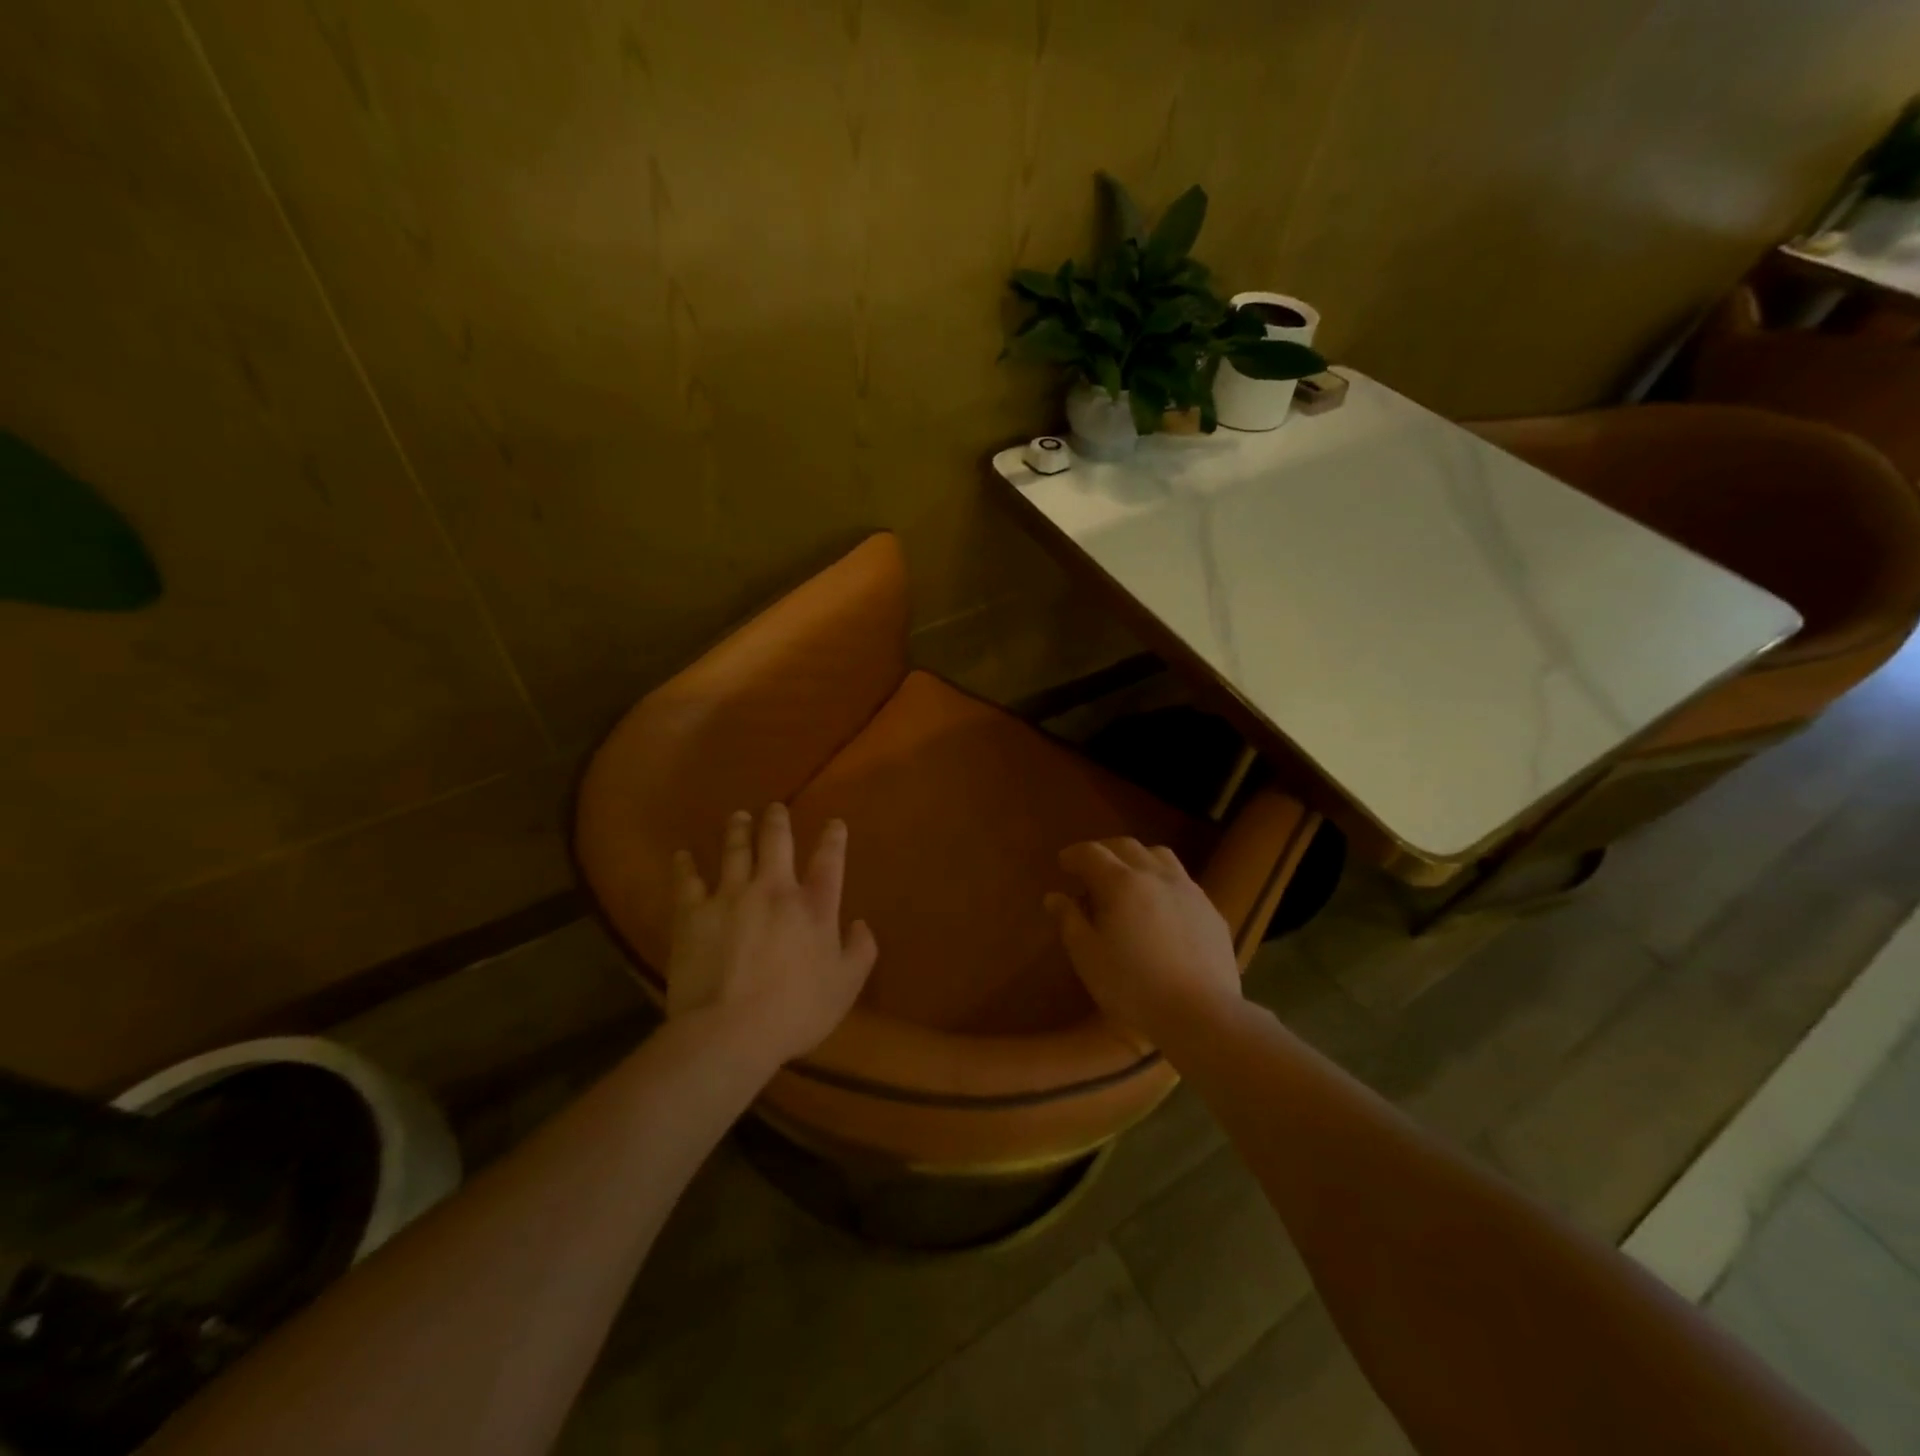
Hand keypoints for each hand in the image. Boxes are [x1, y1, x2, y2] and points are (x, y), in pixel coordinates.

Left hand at [667, 805, 877, 1064]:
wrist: (729, 1030)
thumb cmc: (795, 1011)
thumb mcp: (845, 986)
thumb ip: (860, 951)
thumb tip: (861, 924)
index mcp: (813, 907)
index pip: (828, 861)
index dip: (833, 839)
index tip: (834, 823)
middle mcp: (773, 890)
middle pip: (776, 843)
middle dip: (777, 822)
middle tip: (775, 808)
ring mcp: (730, 897)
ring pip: (735, 851)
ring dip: (738, 830)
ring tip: (739, 817)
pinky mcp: (693, 913)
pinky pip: (687, 881)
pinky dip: (684, 866)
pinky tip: (682, 855)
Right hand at [1045, 838, 1242, 1047]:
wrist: (1201, 1013)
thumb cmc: (1132, 986)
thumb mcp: (1087, 957)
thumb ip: (1069, 921)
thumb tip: (1055, 897)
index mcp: (1122, 883)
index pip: (1092, 853)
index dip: (1074, 854)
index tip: (1063, 863)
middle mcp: (1156, 876)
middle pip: (1127, 846)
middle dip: (1105, 850)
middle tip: (1091, 867)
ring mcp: (1189, 891)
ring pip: (1160, 857)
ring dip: (1138, 859)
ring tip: (1128, 878)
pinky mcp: (1211, 911)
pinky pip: (1183, 882)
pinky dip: (1163, 882)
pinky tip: (1161, 907)